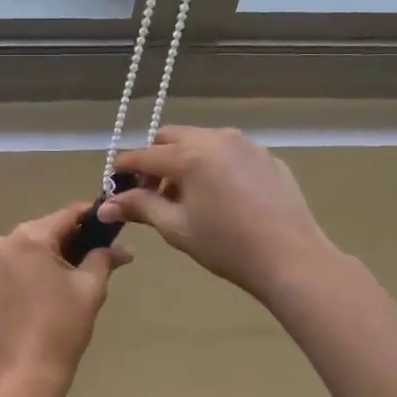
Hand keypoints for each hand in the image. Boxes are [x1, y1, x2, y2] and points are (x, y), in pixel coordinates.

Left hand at [0, 202, 130, 396]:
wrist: (23, 376)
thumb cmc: (61, 329)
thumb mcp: (90, 289)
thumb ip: (104, 258)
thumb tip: (122, 248)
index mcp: (28, 238)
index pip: (66, 216)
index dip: (90, 218)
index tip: (108, 225)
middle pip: (42, 233)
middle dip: (67, 243)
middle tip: (93, 259)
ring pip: (22, 251)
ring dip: (43, 259)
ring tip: (65, 282)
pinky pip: (5, 269)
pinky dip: (22, 274)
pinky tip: (38, 295)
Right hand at [98, 127, 335, 306]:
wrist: (292, 258)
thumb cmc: (226, 245)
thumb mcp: (176, 227)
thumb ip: (139, 207)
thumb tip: (104, 207)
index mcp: (189, 154)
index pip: (143, 155)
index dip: (123, 168)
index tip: (112, 183)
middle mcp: (216, 138)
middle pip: (171, 137)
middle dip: (154, 159)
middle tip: (150, 191)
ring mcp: (246, 145)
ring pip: (201, 141)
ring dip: (184, 160)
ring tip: (186, 196)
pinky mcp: (267, 157)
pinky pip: (229, 153)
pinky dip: (213, 166)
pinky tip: (221, 198)